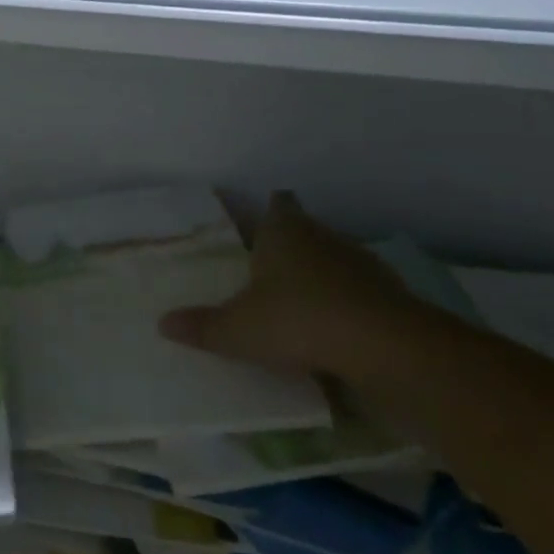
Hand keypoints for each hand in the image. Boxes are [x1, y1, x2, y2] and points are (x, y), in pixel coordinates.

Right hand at [158, 192, 412, 377]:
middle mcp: (323, 238)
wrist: (387, 348)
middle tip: (266, 273)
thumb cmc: (298, 320)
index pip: (277, 204)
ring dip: (320, 280)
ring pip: (334, 263)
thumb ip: (202, 326)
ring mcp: (362, 265)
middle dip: (290, 250)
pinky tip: (334, 336)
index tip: (258, 226)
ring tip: (298, 308)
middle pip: (305, 233)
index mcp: (284, 231)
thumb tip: (162, 323)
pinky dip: (347, 309)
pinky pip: (359, 296)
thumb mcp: (238, 330)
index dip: (268, 211)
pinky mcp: (391, 298)